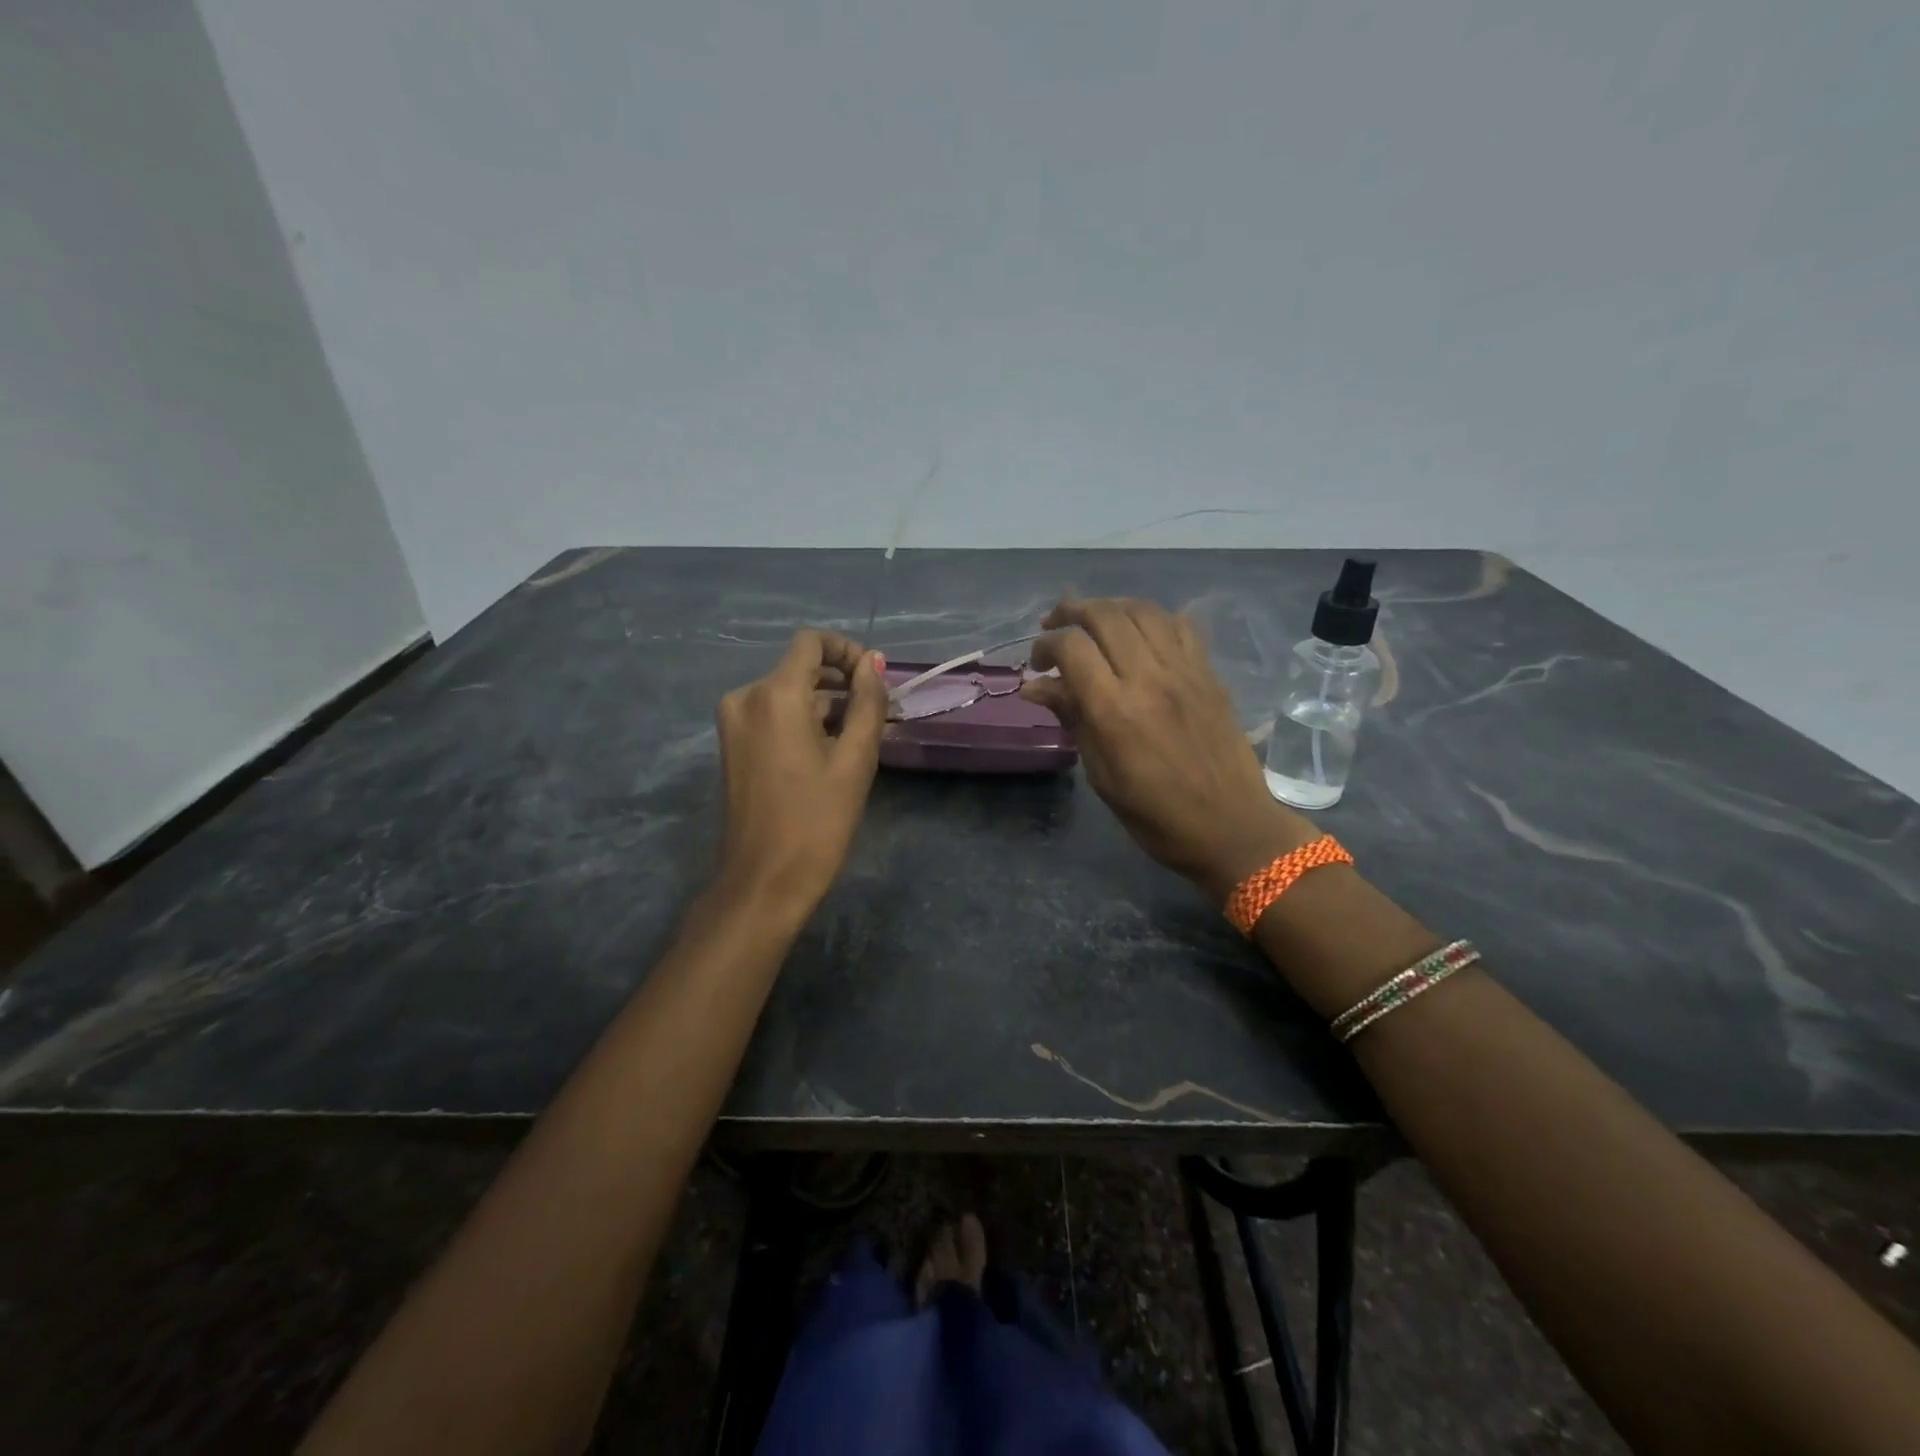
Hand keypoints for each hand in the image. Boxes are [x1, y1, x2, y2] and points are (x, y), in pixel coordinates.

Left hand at [714, 630, 888, 912]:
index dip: (846, 650)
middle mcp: (745, 697)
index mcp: (775, 694)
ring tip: (860, 737)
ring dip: (824, 705)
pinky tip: (828, 751)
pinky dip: (801, 722)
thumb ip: (867, 703)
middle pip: (799, 668)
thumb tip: (873, 662)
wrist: (763, 882)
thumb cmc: (817, 821)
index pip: (811, 642)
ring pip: (787, 693)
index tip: (873, 679)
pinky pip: (772, 715)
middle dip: (840, 682)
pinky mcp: (731, 745)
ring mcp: (733, 723)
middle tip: (877, 713)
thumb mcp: (855, 759)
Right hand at [1020, 597, 1316, 900]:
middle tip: (1054, 627)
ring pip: (1142, 610)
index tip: (1037, 664)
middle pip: (1104, 615)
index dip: (1046, 645)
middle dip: (1071, 612)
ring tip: (1093, 622)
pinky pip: (1180, 626)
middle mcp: (1149, 678)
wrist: (1231, 826)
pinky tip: (1139, 633)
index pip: (1072, 646)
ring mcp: (1184, 671)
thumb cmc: (1155, 814)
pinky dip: (1152, 619)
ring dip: (1110, 607)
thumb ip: (1072, 719)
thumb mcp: (1101, 774)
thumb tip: (1036, 687)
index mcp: (1115, 710)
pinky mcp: (1208, 673)